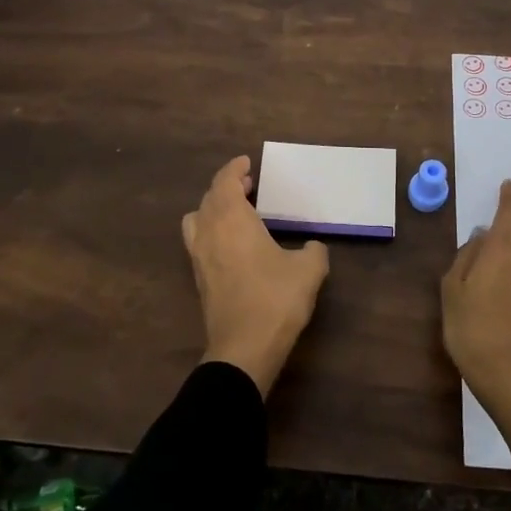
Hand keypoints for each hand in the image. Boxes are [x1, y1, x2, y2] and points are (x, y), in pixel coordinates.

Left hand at [182, 156, 329, 395]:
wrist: (244, 347)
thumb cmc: (276, 299)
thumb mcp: (309, 270)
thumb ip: (314, 251)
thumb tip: (313, 247)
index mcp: (232, 219)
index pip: (225, 182)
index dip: (234, 169)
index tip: (246, 162)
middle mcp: (209, 232)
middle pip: (209, 197)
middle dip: (226, 186)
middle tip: (247, 184)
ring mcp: (199, 256)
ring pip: (197, 219)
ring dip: (213, 208)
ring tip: (236, 211)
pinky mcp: (199, 278)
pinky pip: (199, 240)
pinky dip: (211, 230)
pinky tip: (233, 243)